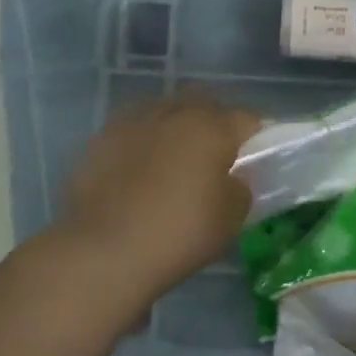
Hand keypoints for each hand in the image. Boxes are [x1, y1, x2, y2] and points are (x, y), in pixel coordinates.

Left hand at [61, 95, 261, 294]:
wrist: (105, 251)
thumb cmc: (180, 232)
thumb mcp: (232, 217)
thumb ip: (240, 187)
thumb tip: (232, 179)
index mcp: (212, 127)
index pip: (247, 119)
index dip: (255, 137)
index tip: (254, 159)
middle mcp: (173, 113)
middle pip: (203, 105)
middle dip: (213, 123)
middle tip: (215, 155)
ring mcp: (132, 123)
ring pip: (164, 113)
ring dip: (174, 129)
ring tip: (173, 161)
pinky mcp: (100, 141)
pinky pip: (131, 133)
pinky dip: (141, 145)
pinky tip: (137, 172)